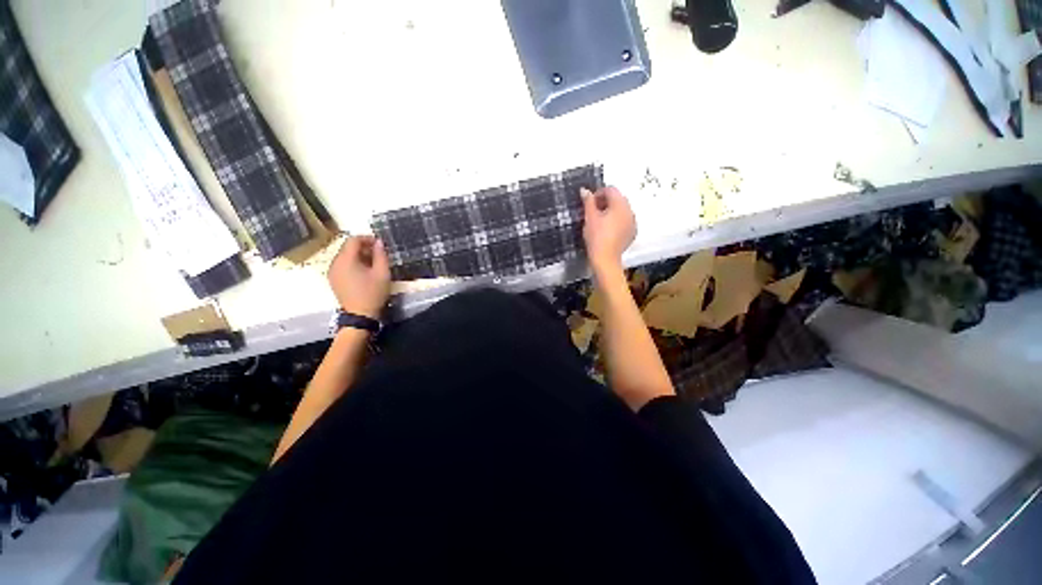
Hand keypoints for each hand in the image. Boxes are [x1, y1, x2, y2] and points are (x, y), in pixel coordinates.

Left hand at [327, 236, 390, 319]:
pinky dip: (353, 264)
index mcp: (346, 259)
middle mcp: (335, 263)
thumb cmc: (373, 293)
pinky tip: (364, 272)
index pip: (353, 240)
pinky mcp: (333, 280)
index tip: (380, 244)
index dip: (367, 238)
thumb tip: (379, 242)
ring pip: (345, 256)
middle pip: (347, 247)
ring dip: (359, 256)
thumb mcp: (382, 273)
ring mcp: (332, 272)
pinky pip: (342, 265)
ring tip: (373, 263)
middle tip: (379, 254)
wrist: (360, 315)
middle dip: (363, 247)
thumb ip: (381, 255)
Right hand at [582, 186, 635, 272]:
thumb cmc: (596, 237)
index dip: (598, 193)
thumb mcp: (589, 217)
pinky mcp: (632, 233)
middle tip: (592, 212)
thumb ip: (588, 201)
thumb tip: (585, 190)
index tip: (589, 203)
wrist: (605, 258)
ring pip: (621, 210)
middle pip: (618, 199)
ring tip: (599, 221)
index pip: (611, 189)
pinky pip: (624, 221)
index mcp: (620, 204)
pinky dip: (616, 221)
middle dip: (605, 202)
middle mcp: (630, 211)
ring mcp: (632, 222)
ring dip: (611, 211)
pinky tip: (607, 230)